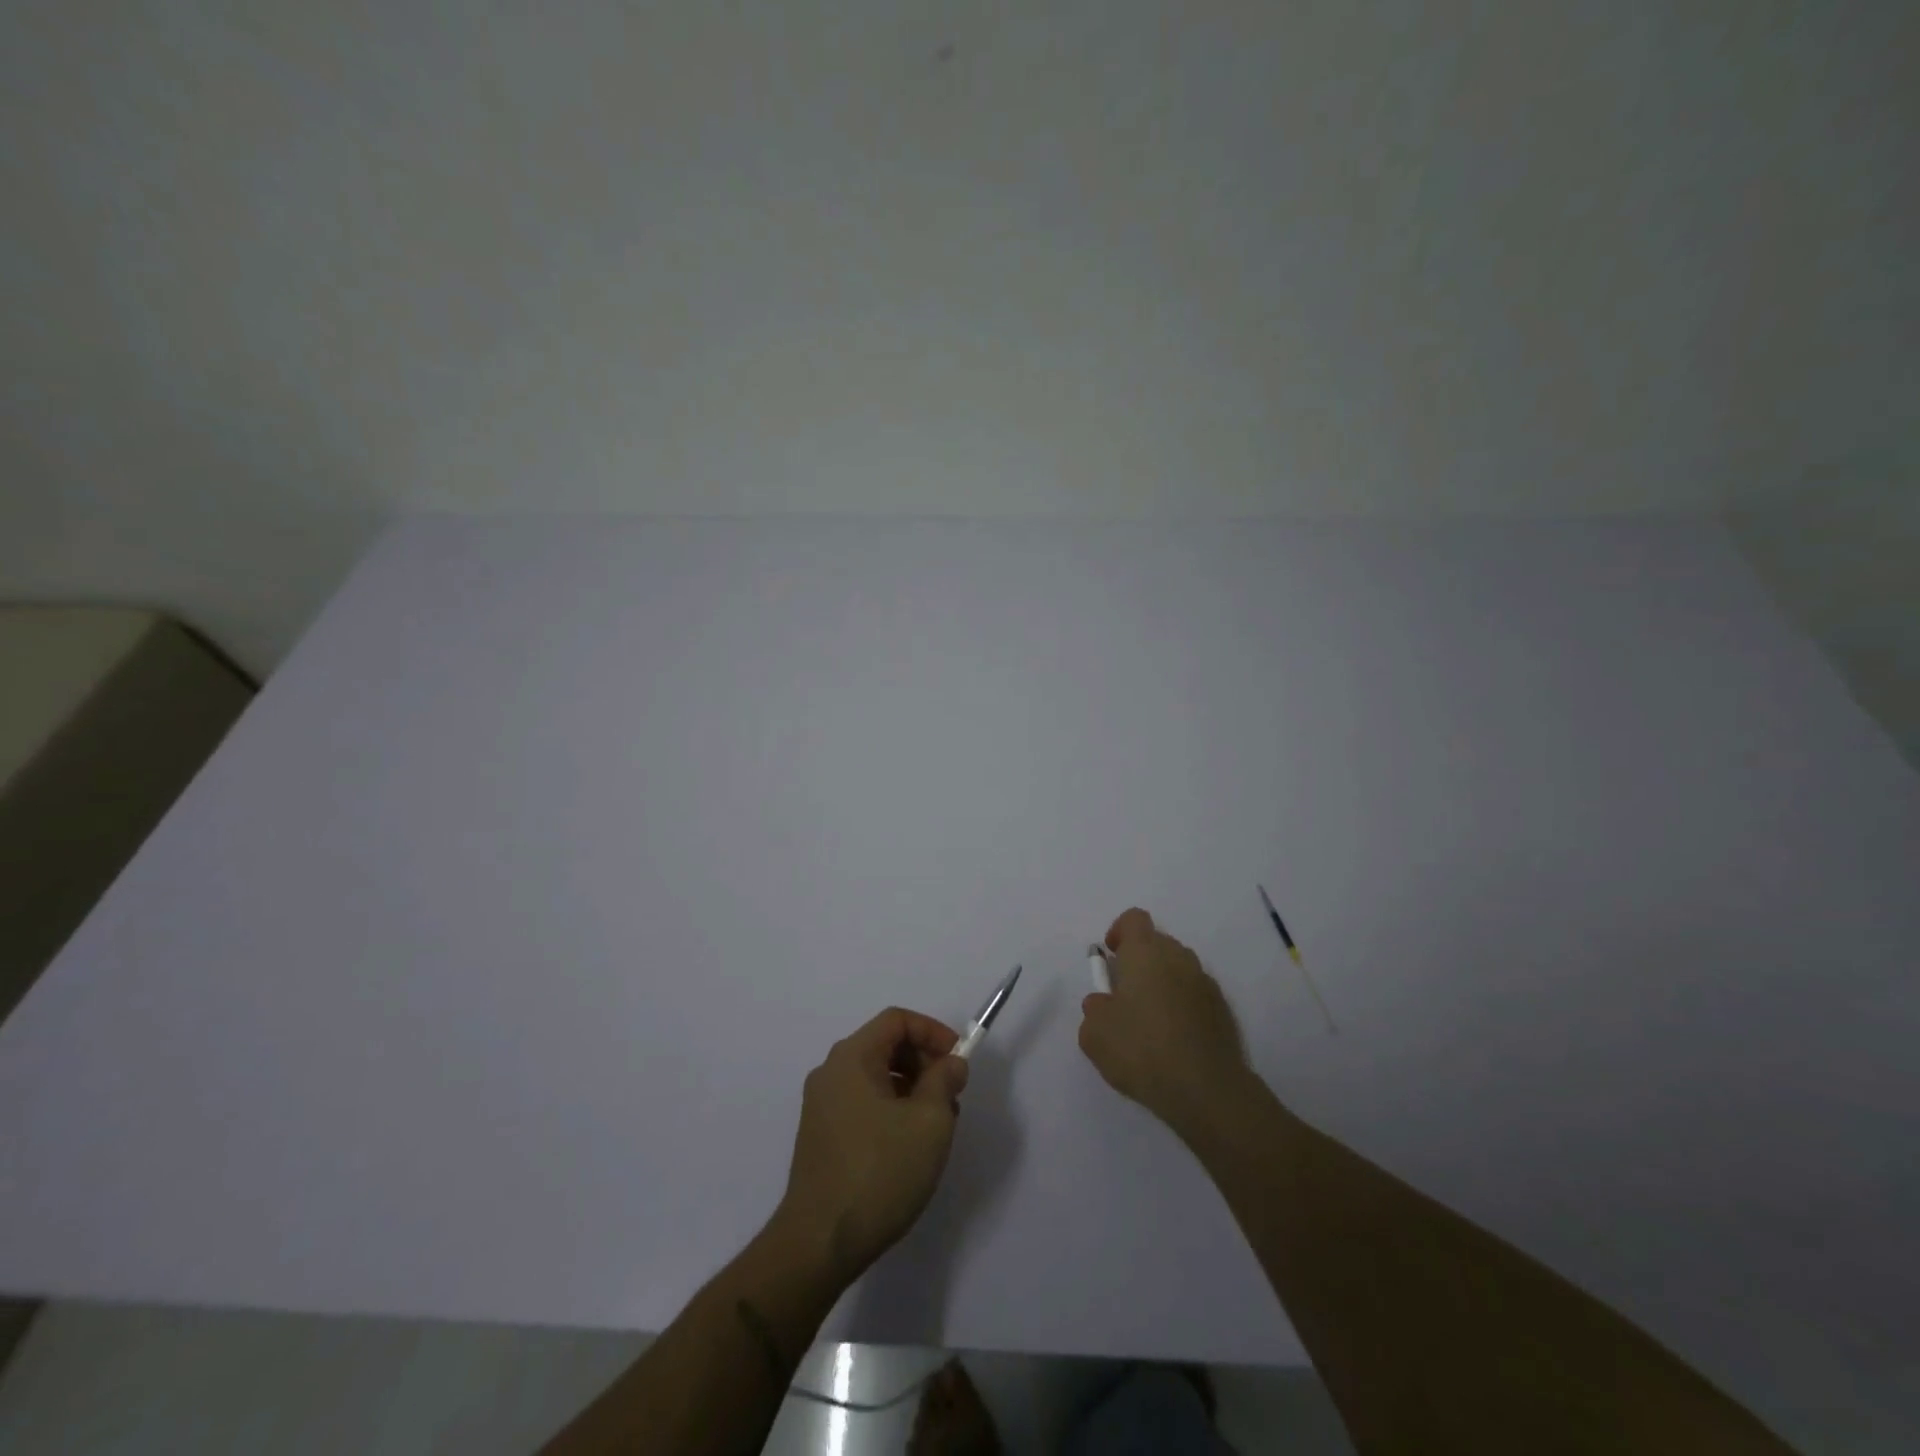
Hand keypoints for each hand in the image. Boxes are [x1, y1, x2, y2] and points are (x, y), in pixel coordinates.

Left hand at [772, 1008, 969, 1285]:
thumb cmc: (879, 1172)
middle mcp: (831, 1072)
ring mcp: (822, 1106)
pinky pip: (863, 1104)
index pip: (897, 1020)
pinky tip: (909, 1147)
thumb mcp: (929, 1122)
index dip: (933, 1032)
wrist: (818, 1244)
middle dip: (924, 1063)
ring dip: (912, 1090)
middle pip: (885, 1046)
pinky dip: (892, 1110)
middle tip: (951, 1097)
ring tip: (935, 1127)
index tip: (958, 1061)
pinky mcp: (822, 1136)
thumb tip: (950, 1063)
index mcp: (851, 1058)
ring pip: (877, 1078)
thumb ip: (945, 1081)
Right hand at [1079, 907, 1252, 1135]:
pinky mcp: (1223, 1010)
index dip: (1119, 932)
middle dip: (1140, 962)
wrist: (1206, 1090)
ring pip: (1178, 969)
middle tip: (1125, 997)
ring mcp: (1205, 983)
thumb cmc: (1141, 1050)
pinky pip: (1195, 995)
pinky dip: (1182, 1007)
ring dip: (1162, 984)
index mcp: (1145, 952)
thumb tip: (1103, 1002)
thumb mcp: (1094, 1033)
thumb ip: (1094, 1009)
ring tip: (1149, 1023)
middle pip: (1157, 943)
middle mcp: (1178, 957)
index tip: (1111, 958)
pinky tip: (1173, 1041)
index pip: (1133, 919)